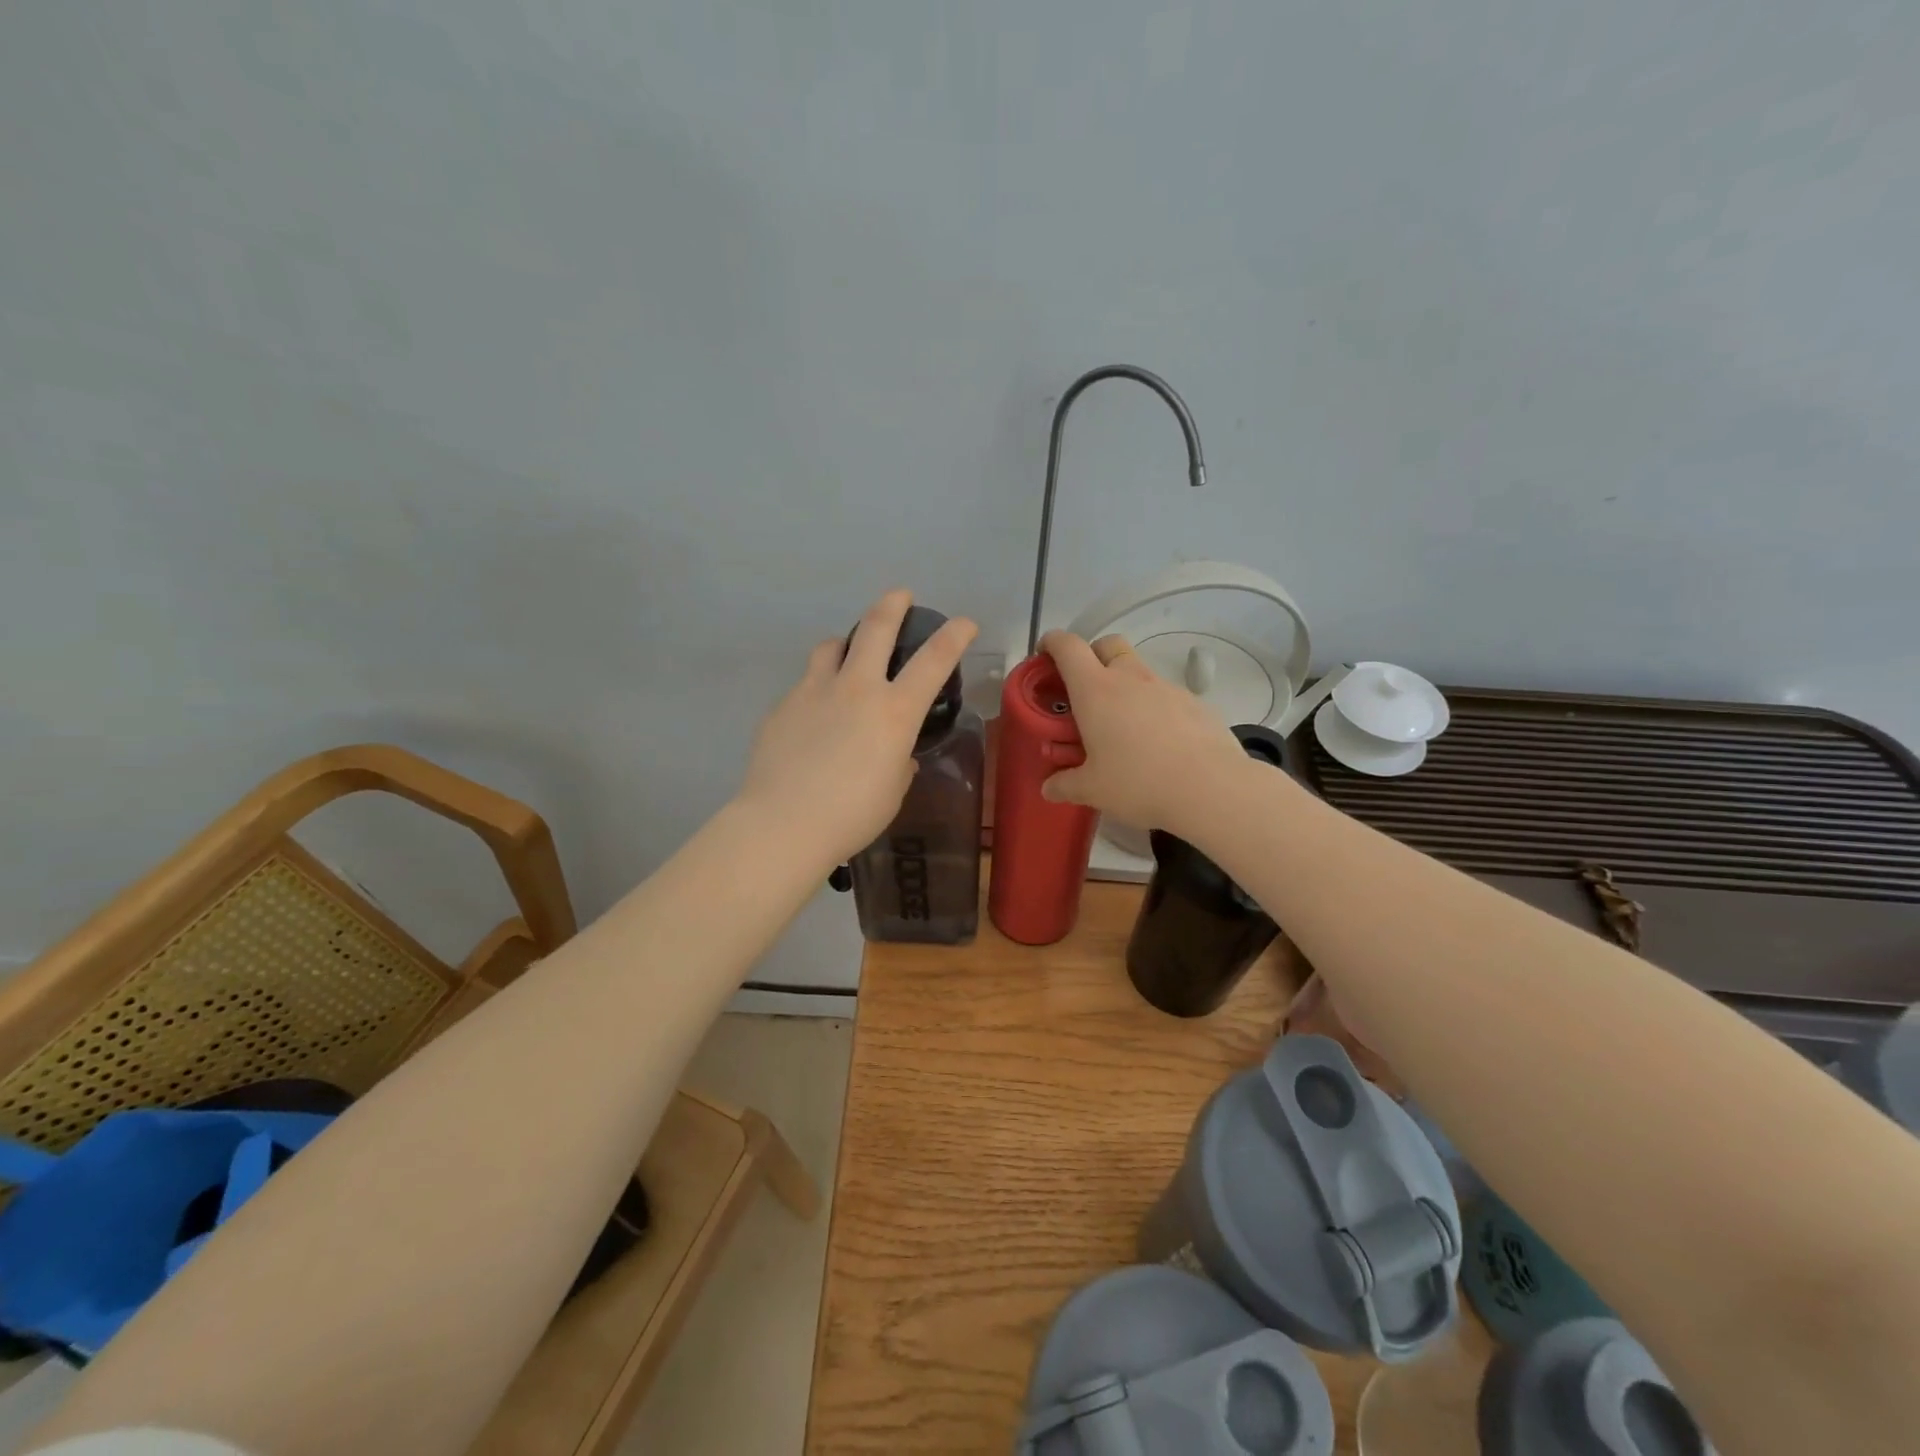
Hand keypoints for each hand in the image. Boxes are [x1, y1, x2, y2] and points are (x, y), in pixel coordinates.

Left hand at [740, 590, 977, 865]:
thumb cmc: (852, 815)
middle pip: (875, 628)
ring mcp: (814, 692)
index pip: (934, 661)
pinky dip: (817, 688)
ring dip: (845, 643)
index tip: (964, 623)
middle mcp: (856, 689)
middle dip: (892, 605)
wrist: (784, 823)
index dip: (954, 636)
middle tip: (899, 596)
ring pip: (830, 646)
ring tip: (846, 653)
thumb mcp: (892, 791)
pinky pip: (805, 684)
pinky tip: (813, 717)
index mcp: (894, 711)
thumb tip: (894, 756)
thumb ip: (898, 763)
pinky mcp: (783, 706)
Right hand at [1036, 630, 1247, 837]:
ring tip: (1121, 726)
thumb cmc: (1138, 782)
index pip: (1067, 647)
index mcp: (1095, 690)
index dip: (1052, 643)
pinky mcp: (1194, 703)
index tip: (1044, 655)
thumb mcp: (1092, 790)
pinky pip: (1165, 695)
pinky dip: (1153, 708)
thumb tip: (1049, 788)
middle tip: (1083, 688)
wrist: (1211, 788)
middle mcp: (1130, 678)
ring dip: (1124, 685)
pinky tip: (1157, 743)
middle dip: (1091, 655)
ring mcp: (1166, 687)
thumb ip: (1065, 785)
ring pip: (1138, 671)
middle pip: (1108, 644)